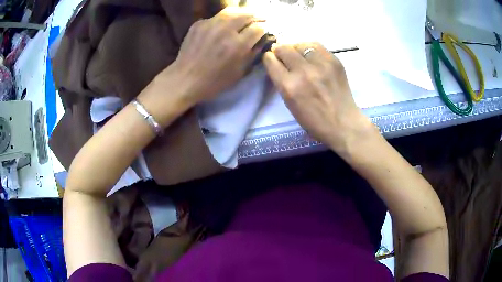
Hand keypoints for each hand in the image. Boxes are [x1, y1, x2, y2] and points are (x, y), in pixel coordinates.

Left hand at [166, 7, 265, 104]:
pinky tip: (223, 26)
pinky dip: (223, 19)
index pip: (258, 28)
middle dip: (256, 17)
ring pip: (231, 11)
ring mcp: (210, 24)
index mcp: (237, 45)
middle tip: (259, 19)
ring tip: (245, 17)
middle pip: (247, 14)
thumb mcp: (239, 72)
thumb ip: (252, 53)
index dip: (263, 30)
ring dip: (242, 13)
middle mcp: (225, 30)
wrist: (184, 80)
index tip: (263, 32)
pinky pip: (215, 17)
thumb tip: (261, 40)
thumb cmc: (214, 82)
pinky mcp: (198, 24)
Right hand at [263, 43, 374, 153]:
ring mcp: (321, 64)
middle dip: (279, 50)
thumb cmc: (314, 121)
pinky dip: (310, 49)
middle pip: (284, 48)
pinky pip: (316, 46)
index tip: (271, 58)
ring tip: (299, 55)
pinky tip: (311, 56)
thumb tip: (277, 63)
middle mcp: (303, 72)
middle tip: (283, 55)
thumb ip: (282, 82)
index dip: (269, 58)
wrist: (343, 123)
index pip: (271, 61)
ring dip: (295, 48)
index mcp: (289, 86)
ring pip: (300, 44)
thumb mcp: (290, 104)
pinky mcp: (334, 61)